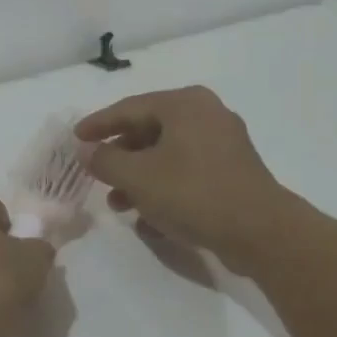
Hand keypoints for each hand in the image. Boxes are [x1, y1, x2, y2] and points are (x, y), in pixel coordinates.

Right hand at [74, 87, 286, 258]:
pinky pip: (187, 173)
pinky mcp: (232, 172)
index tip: (75, 137)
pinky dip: (164, 189)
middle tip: (96, 173)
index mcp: (184, 104)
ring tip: (118, 204)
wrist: (261, 232)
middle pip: (149, 131)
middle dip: (120, 157)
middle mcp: (206, 114)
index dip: (98, 124)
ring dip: (139, 178)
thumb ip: (106, 160)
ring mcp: (223, 143)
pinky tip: (147, 219)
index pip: (129, 108)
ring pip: (167, 155)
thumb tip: (86, 151)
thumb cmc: (194, 193)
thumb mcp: (138, 177)